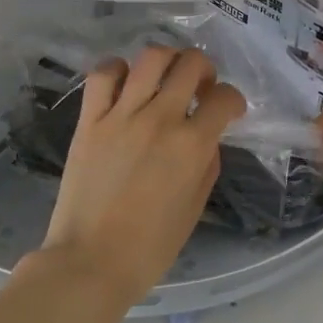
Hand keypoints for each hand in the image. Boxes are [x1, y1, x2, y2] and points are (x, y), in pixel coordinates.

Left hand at [33, 46, 244, 308]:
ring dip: (168, 60)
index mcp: (192, 145)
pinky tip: (125, 83)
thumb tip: (206, 137)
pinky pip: (103, 74)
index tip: (230, 109)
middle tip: (200, 87)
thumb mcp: (195, 208)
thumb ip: (207, 164)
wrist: (89, 264)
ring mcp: (122, 115)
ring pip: (151, 58)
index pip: (224, 98)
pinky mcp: (90, 120)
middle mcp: (160, 119)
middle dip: (205, 68)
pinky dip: (118, 69)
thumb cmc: (149, 248)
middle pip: (191, 64)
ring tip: (166, 76)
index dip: (234, 100)